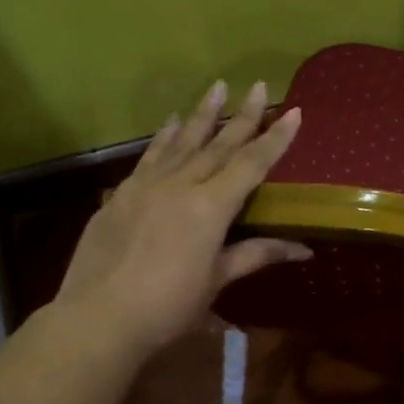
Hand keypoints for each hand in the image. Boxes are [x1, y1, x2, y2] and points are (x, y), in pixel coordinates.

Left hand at [50, 80, 307, 360]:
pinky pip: (149, 157)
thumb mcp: (217, 280)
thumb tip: (304, 249)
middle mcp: (180, 186)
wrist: (99, 317)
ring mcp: (146, 186)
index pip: (251, 165)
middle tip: (257, 86)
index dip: (275, 139)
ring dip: (202, 115)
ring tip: (217, 87)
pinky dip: (163, 137)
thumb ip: (256, 255)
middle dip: (242, 116)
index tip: (293, 112)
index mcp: (210, 207)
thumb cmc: (168, 306)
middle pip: (218, 145)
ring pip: (181, 142)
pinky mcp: (121, 195)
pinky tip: (170, 123)